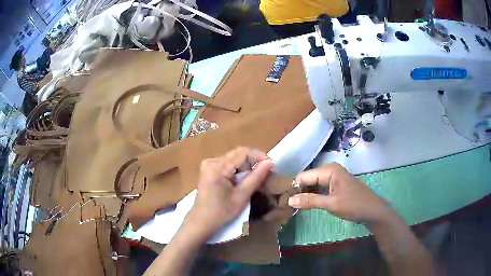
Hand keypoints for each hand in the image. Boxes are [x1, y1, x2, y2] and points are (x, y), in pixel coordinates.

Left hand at [184, 147, 273, 238]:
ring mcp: (208, 165)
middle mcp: (212, 161)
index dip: (259, 156)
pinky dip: (238, 169)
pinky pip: (227, 164)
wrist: (201, 222)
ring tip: (257, 176)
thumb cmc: (222, 212)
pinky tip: (243, 179)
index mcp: (218, 166)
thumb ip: (256, 177)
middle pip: (237, 154)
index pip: (243, 152)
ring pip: (233, 158)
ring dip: (246, 165)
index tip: (271, 165)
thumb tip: (270, 162)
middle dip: (253, 160)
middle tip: (267, 171)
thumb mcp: (242, 195)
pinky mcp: (208, 170)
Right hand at [288, 163, 394, 224]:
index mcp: (329, 170)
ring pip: (313, 183)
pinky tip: (307, 204)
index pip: (303, 176)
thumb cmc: (354, 205)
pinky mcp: (335, 184)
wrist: (372, 211)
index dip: (293, 188)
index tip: (283, 201)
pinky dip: (313, 195)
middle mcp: (330, 169)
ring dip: (305, 194)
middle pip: (307, 179)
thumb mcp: (331, 204)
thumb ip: (310, 201)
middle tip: (288, 205)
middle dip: (299, 191)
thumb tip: (289, 200)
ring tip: (295, 205)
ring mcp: (333, 177)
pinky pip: (319, 187)